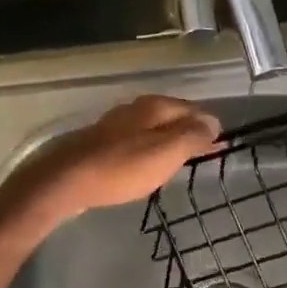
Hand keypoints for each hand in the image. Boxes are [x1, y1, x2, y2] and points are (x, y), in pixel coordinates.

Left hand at [19, 95, 221, 217]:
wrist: (66, 181)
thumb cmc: (121, 168)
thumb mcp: (165, 153)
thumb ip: (191, 136)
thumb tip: (213, 121)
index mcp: (154, 107)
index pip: (191, 109)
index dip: (207, 126)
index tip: (220, 145)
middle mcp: (134, 109)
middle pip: (170, 116)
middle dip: (187, 131)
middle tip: (203, 154)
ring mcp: (114, 125)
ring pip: (150, 128)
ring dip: (166, 141)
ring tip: (178, 160)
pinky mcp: (99, 144)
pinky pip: (133, 142)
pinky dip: (146, 151)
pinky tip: (145, 165)